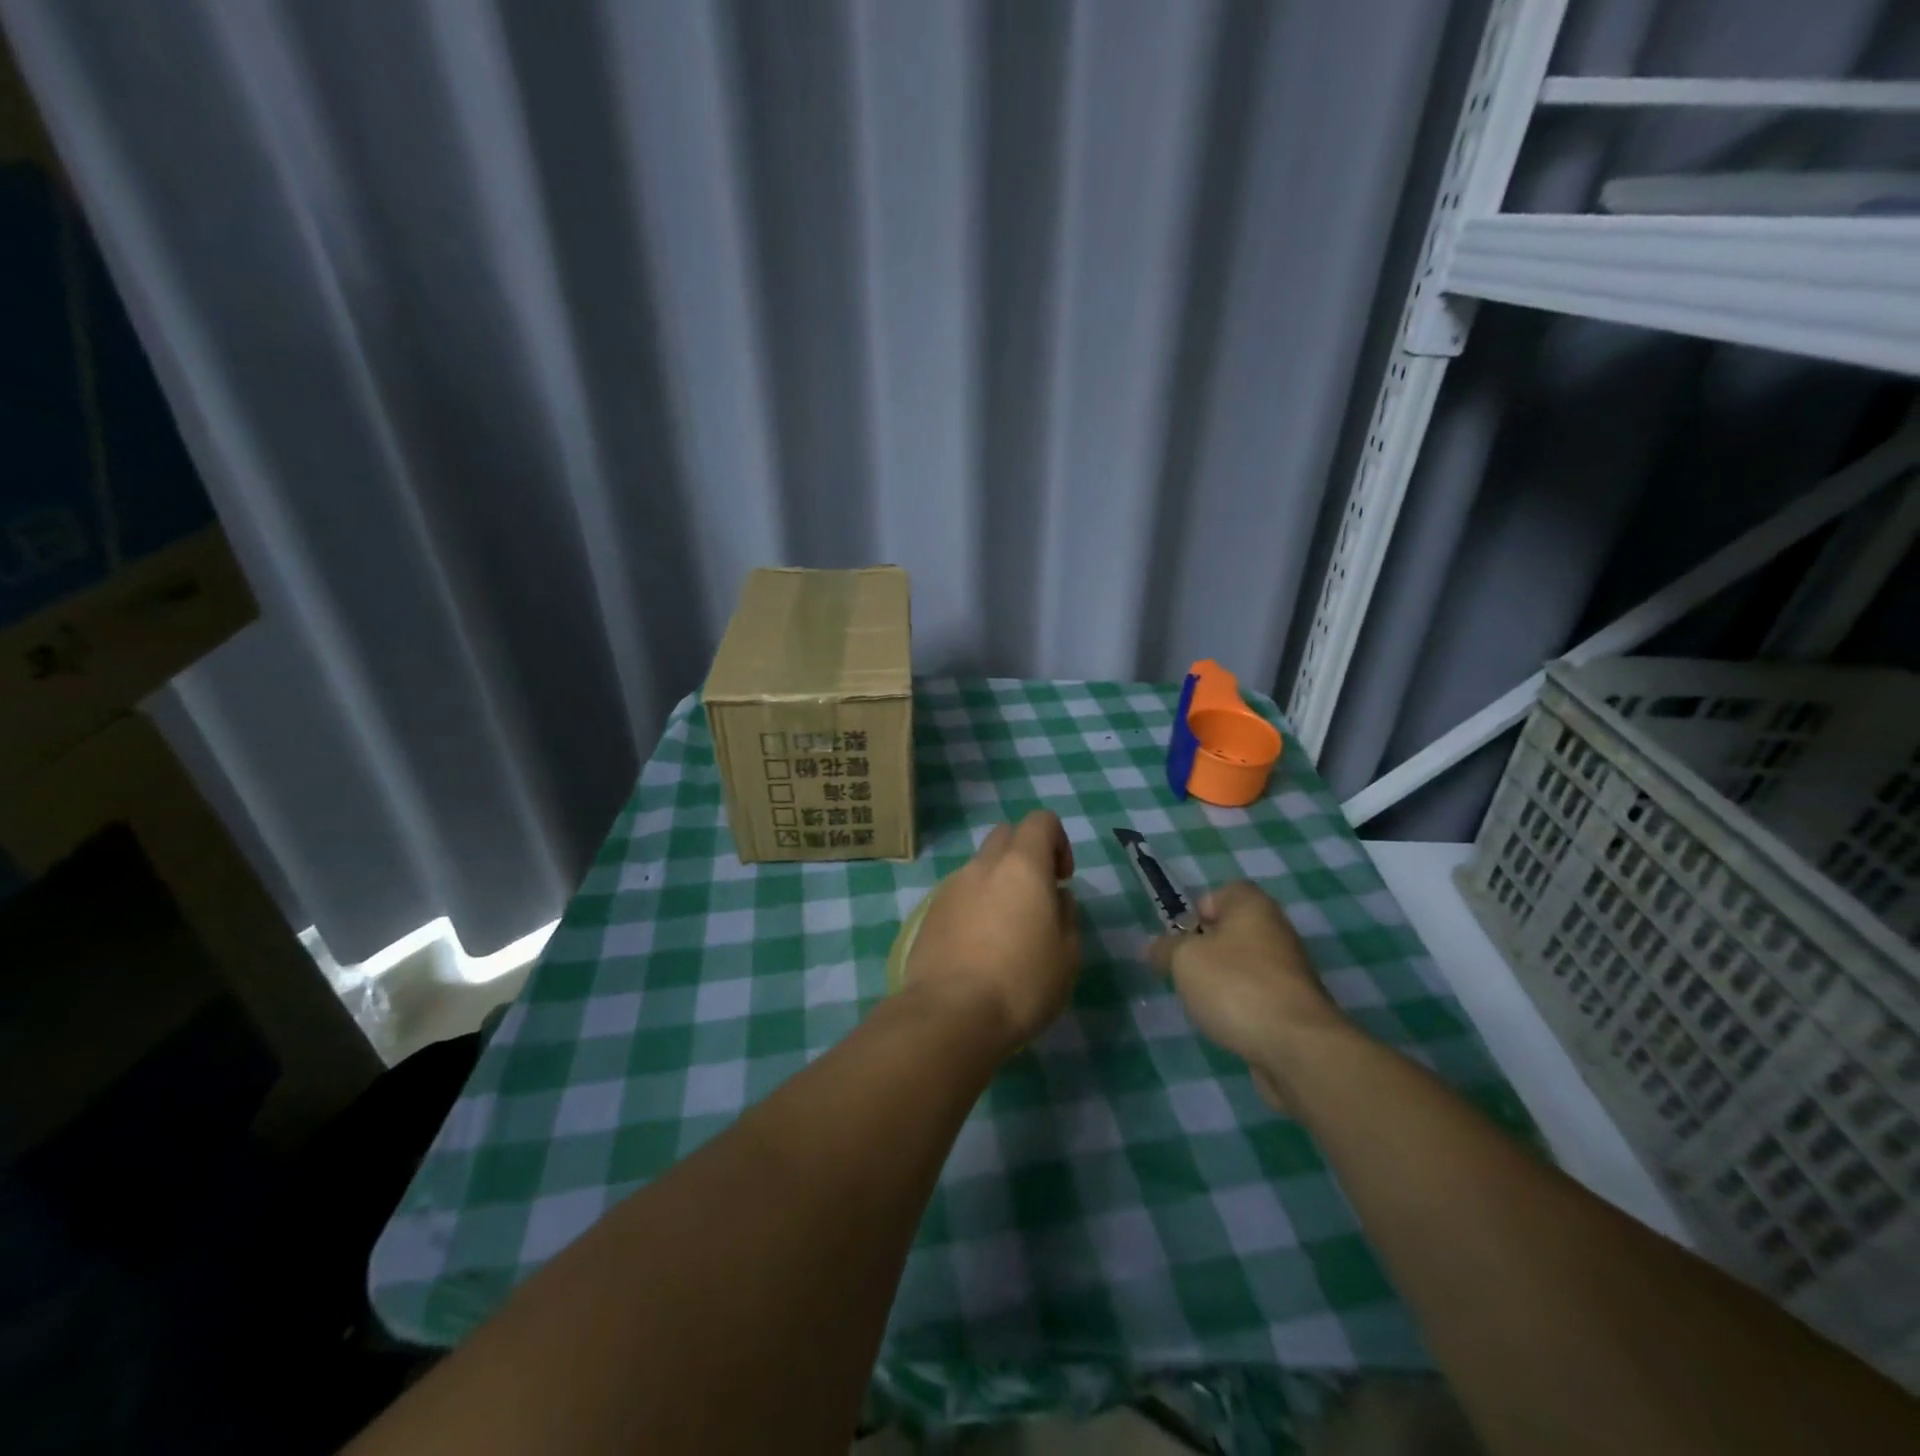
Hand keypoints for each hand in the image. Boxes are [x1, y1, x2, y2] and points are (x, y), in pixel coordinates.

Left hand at [905, 811, 1081, 1050]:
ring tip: (1006, 931)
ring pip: (979, 867)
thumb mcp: (1067, 955)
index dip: (1057, 841)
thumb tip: (1055, 897)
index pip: (1040, 820)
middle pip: (1005, 836)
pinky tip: (979, 948)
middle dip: (1024, 855)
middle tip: (1036, 898)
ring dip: (997, 883)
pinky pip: (959, 894)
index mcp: (1021, 866)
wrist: (950, 1014)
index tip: (1062, 879)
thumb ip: (1066, 915)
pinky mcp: (929, 913)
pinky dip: (974, 906)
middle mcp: (983, 866)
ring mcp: (950, 887)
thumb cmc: (1021, 983)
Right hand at [1147, 881, 1349, 1111]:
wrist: (1296, 1047)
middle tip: (1184, 971)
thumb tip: (1154, 947)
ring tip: (1202, 1002)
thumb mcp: (1183, 959)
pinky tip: (1227, 1024)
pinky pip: (1256, 996)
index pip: (1221, 893)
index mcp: (1252, 906)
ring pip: (1242, 966)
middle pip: (1231, 931)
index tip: (1180, 939)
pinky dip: (1239, 1007)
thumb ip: (1165, 949)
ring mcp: (1289, 971)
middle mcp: (1276, 931)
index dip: (1196, 912)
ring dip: (1220, 981)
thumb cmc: (1235, 985)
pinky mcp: (1294, 1007)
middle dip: (1204, 951)